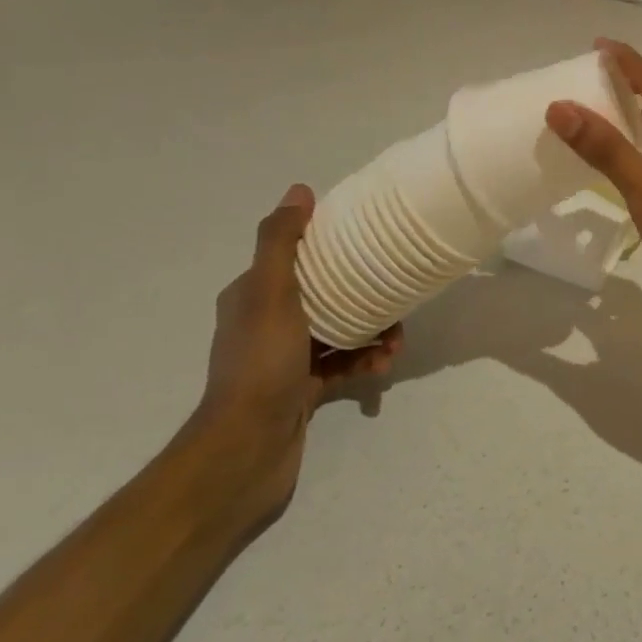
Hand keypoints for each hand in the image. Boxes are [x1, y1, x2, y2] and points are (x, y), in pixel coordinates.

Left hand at [193, 184, 401, 516]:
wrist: (246, 450)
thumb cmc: (260, 364)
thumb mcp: (270, 294)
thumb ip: (281, 242)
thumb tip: (299, 191)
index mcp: (252, 295)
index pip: (296, 257)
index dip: (331, 247)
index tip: (368, 245)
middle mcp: (266, 323)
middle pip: (325, 294)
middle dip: (363, 294)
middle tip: (394, 298)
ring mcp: (285, 359)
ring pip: (340, 330)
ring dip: (372, 332)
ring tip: (396, 341)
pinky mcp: (301, 390)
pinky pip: (342, 365)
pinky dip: (364, 362)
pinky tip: (382, 366)